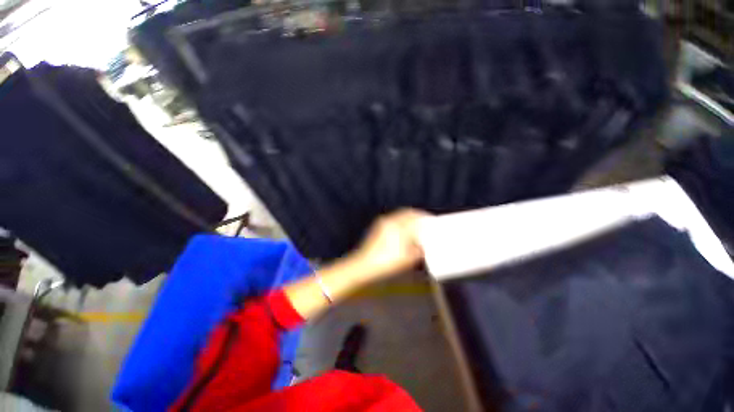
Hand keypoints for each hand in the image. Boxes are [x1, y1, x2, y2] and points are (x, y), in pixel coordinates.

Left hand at [349, 209, 429, 281]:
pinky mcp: (378, 227)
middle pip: (407, 212)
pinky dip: (401, 221)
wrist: (365, 265)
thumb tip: (424, 244)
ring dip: (409, 217)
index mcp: (399, 226)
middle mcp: (391, 220)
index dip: (425, 217)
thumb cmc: (387, 262)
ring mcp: (383, 222)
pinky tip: (403, 230)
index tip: (432, 220)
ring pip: (400, 215)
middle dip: (417, 215)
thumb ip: (419, 249)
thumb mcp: (408, 258)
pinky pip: (393, 219)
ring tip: (415, 225)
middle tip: (424, 221)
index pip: (416, 216)